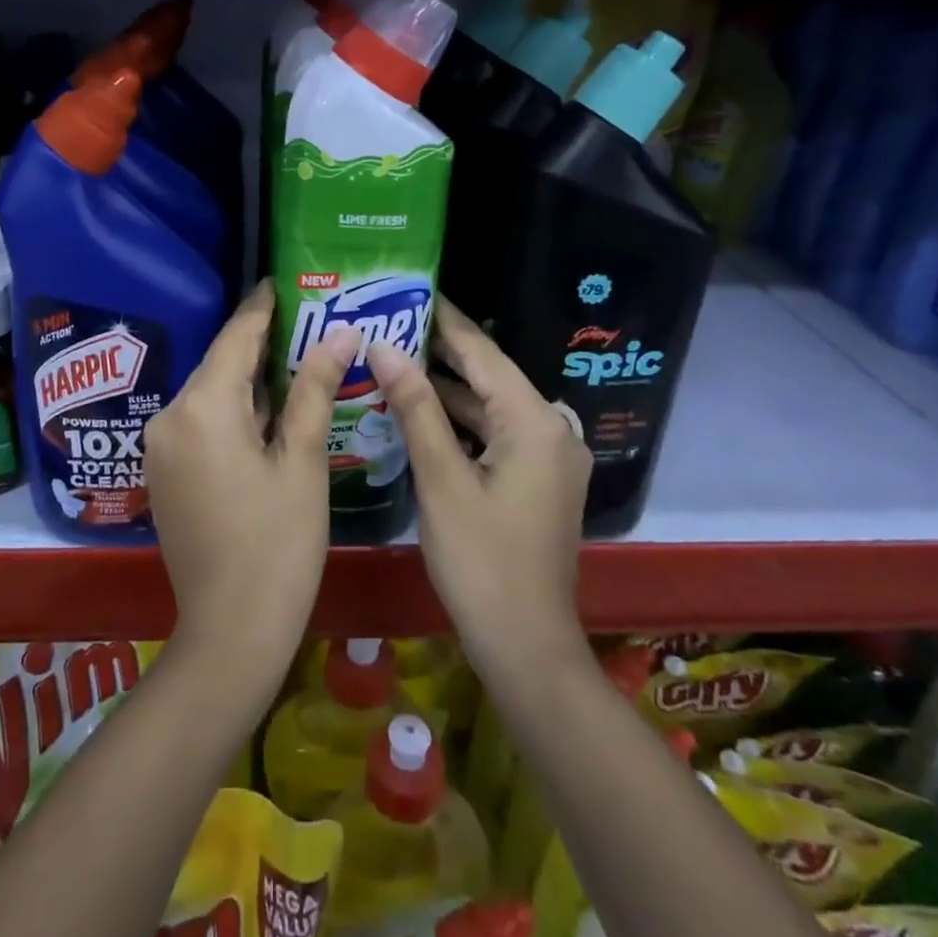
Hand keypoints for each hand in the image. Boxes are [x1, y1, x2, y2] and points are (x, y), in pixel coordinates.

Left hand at [144, 280, 360, 689]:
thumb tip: (340, 333)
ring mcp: (161, 446)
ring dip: (249, 381)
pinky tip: (269, 413)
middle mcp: (170, 416)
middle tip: (306, 323)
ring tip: (297, 361)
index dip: (261, 308)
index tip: (282, 281)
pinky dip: (233, 411)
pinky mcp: (164, 472)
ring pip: (211, 395)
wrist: (230, 631)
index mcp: (203, 407)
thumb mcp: (302, 461)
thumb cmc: (278, 544)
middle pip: (221, 365)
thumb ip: (313, 388)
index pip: (236, 337)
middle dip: (260, 344)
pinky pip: (200, 422)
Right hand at [365, 297, 590, 659]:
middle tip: (392, 323)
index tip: (410, 290)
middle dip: (441, 352)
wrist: (526, 646)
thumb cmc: (482, 561)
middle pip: (490, 377)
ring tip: (396, 359)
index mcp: (535, 422)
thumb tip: (385, 349)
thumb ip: (416, 409)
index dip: (445, 321)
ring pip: (491, 407)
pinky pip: (496, 434)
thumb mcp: (442, 479)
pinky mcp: (539, 481)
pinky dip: (461, 422)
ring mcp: (549, 458)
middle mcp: (551, 429)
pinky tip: (422, 412)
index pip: (483, 353)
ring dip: (448, 389)